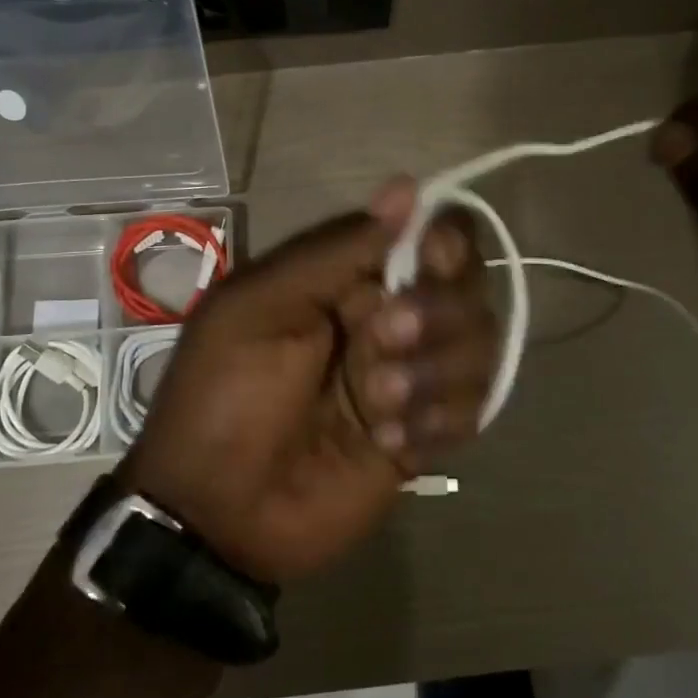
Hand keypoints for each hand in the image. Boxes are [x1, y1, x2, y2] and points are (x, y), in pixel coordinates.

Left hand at [120, 179, 496, 584]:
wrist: (218, 511)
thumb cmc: (224, 396)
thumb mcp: (260, 307)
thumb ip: (336, 250)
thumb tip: (407, 186)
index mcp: (348, 278)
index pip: (431, 235)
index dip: (446, 241)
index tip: (431, 259)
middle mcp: (391, 318)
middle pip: (468, 289)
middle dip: (437, 315)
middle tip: (383, 343)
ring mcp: (412, 378)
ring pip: (480, 348)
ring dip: (434, 375)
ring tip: (376, 410)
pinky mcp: (426, 434)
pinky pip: (472, 410)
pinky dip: (438, 422)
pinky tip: (389, 444)